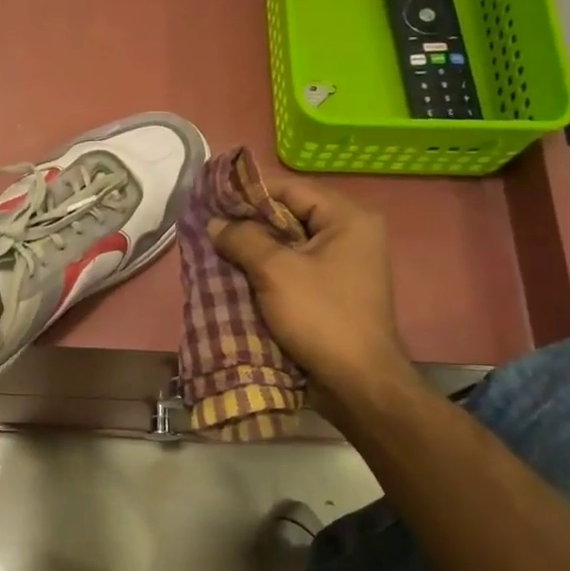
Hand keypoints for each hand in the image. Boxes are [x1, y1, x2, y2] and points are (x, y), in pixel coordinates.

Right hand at [209, 174, 412, 393]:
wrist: (358, 382)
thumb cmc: (321, 316)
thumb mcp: (276, 271)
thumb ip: (243, 239)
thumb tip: (215, 223)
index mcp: (348, 218)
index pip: (291, 189)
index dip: (249, 194)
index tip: (213, 203)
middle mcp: (352, 233)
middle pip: (291, 214)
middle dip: (250, 223)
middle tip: (211, 229)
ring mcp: (345, 263)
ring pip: (290, 243)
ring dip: (256, 249)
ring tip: (218, 251)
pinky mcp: (334, 289)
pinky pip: (296, 267)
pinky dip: (269, 269)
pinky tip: (239, 276)